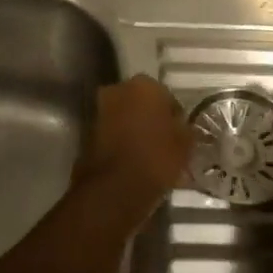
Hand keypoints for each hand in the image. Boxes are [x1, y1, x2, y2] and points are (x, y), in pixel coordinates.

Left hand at [75, 75, 193, 216]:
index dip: (175, 118)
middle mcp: (119, 89)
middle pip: (142, 103)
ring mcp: (100, 109)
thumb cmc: (156, 158)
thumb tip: (182, 127)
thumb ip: (185, 129)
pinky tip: (133, 163)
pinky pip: (112, 133)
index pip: (167, 97)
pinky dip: (121, 143)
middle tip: (164, 144)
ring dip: (135, 131)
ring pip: (125, 118)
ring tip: (149, 157)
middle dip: (151, 120)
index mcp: (145, 84)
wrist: (114, 188)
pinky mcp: (87, 131)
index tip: (180, 136)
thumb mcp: (185, 145)